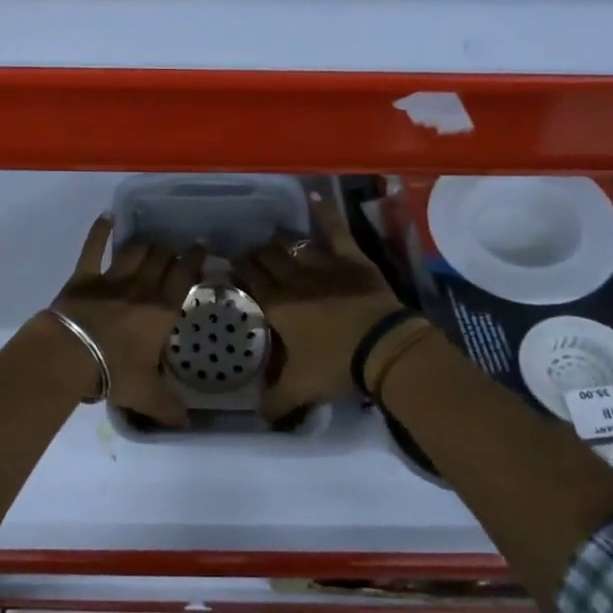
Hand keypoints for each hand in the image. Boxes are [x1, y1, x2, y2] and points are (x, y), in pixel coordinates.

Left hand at [51, 218, 205, 427]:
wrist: (70, 356)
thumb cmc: (114, 372)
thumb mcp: (146, 394)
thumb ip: (168, 407)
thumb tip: (186, 423)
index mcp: (161, 309)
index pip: (184, 275)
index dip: (194, 259)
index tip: (200, 249)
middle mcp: (141, 287)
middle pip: (161, 257)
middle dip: (170, 250)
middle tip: (174, 250)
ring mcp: (111, 278)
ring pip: (134, 250)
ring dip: (144, 244)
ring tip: (150, 243)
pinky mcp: (83, 276)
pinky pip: (92, 248)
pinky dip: (99, 231)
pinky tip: (105, 219)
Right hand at [232, 196, 404, 422]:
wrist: (382, 348)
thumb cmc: (336, 365)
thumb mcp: (300, 389)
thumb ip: (275, 402)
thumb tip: (259, 416)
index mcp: (276, 306)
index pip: (249, 281)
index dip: (238, 272)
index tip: (230, 268)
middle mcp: (293, 279)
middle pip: (267, 260)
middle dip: (254, 256)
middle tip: (249, 256)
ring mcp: (322, 264)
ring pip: (293, 245)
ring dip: (279, 241)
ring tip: (271, 238)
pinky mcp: (350, 258)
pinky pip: (334, 230)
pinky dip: (324, 213)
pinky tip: (314, 195)